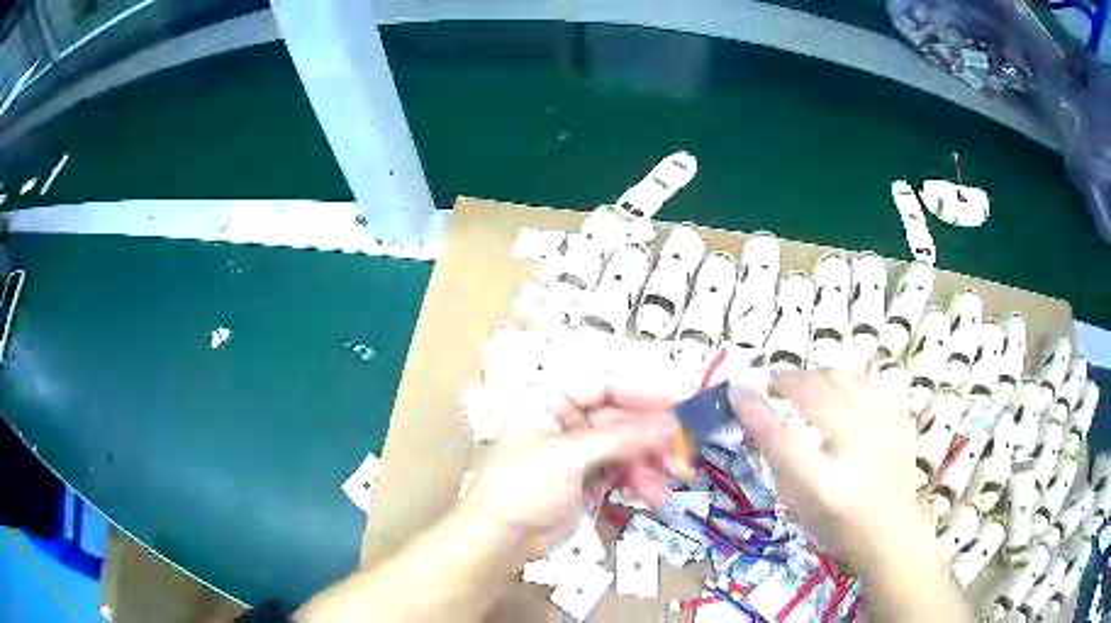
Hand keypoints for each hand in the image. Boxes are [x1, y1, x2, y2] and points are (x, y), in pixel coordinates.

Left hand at [460, 379, 679, 559]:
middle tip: (683, 453)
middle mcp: (567, 420)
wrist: (501, 538)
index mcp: (551, 400)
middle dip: (653, 437)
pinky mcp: (588, 478)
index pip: (604, 384)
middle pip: (621, 418)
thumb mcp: (570, 456)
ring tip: (670, 482)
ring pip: (627, 447)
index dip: (642, 392)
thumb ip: (622, 439)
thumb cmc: (524, 486)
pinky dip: (639, 481)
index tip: (679, 404)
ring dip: (651, 464)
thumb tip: (671, 425)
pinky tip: (652, 496)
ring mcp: (580, 451)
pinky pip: (623, 471)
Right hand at [732, 370, 934, 572]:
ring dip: (816, 375)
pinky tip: (840, 389)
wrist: (891, 531)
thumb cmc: (837, 525)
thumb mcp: (798, 505)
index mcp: (826, 485)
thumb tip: (757, 414)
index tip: (737, 392)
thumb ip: (779, 461)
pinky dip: (848, 379)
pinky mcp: (901, 420)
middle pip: (817, 394)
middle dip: (787, 380)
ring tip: (806, 385)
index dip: (756, 411)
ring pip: (844, 378)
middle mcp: (857, 451)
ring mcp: (885, 431)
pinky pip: (870, 380)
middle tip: (774, 386)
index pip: (783, 439)